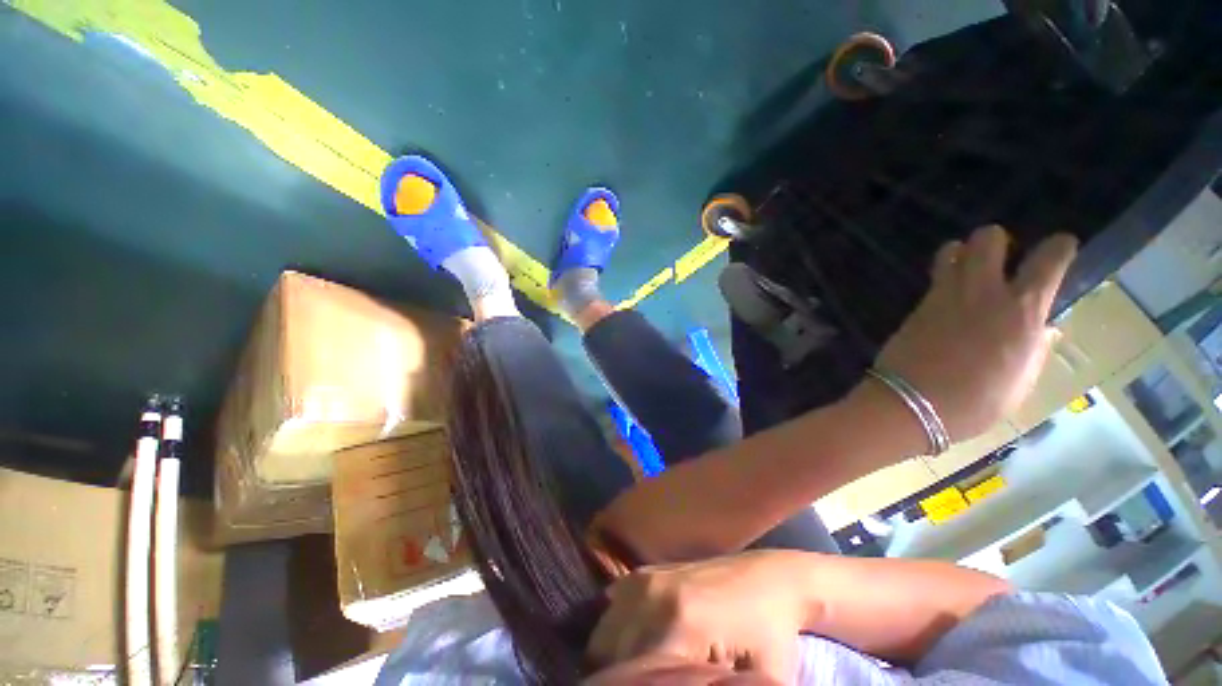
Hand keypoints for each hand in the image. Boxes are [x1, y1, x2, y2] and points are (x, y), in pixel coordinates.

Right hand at [586, 551, 806, 681]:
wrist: (769, 580)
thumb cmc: (769, 637)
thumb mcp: (757, 683)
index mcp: (679, 625)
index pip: (631, 677)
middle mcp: (651, 596)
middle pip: (610, 657)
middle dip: (621, 681)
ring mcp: (644, 579)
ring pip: (603, 635)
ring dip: (612, 660)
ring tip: (638, 676)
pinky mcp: (643, 572)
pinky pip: (610, 611)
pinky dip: (613, 635)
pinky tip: (633, 647)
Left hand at [874, 226, 1076, 440]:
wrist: (911, 403)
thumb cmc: (975, 402)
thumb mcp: (1021, 381)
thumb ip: (1035, 348)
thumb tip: (1043, 328)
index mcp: (1022, 311)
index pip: (1048, 261)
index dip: (1059, 247)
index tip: (1062, 245)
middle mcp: (983, 293)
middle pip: (988, 239)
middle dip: (996, 239)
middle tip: (1000, 256)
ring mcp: (943, 296)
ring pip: (951, 251)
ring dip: (962, 252)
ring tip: (967, 269)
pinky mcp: (915, 307)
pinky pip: (933, 280)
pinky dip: (943, 277)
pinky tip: (947, 296)